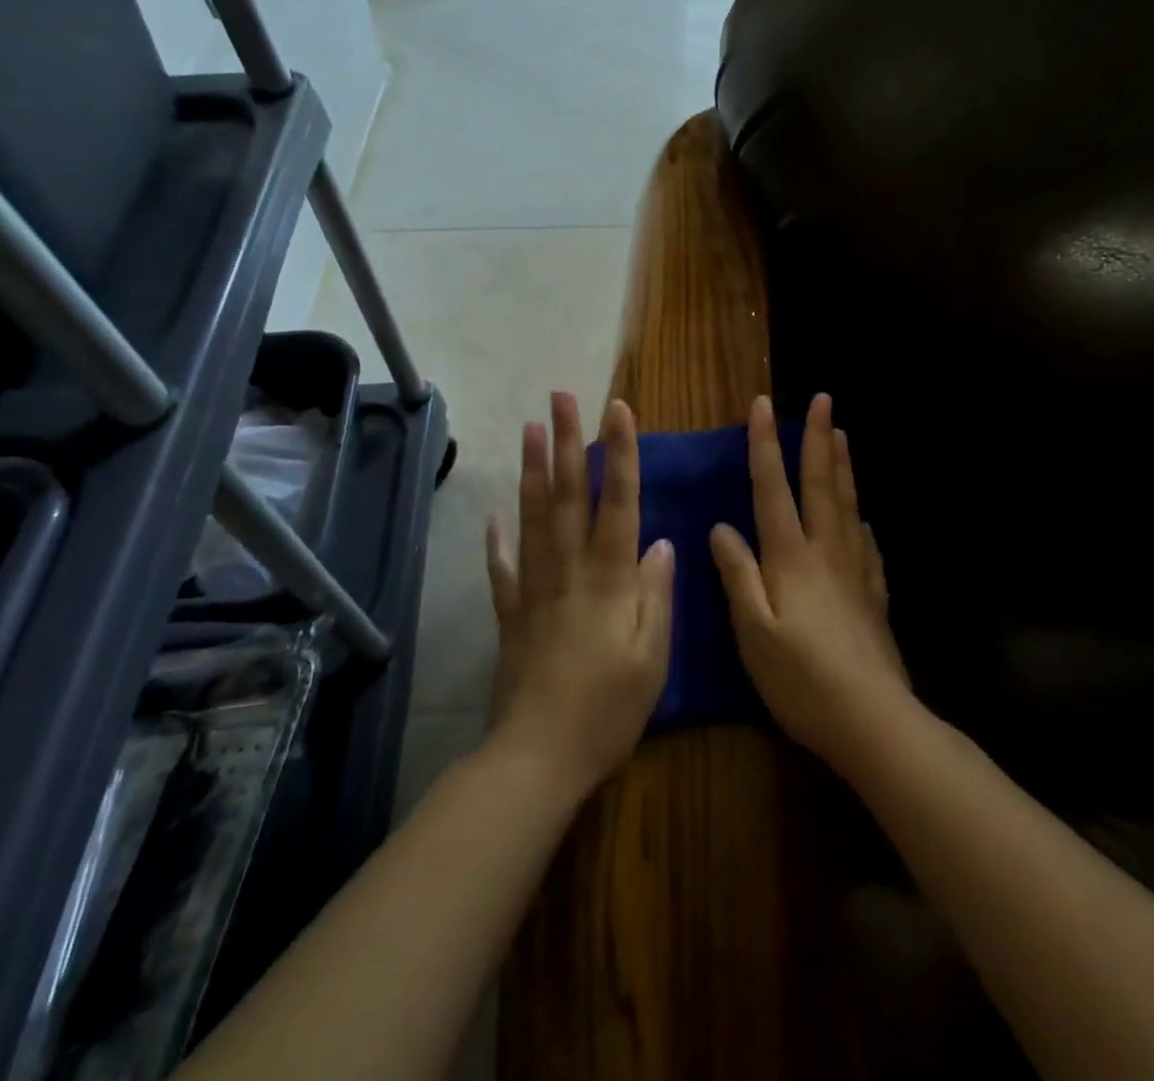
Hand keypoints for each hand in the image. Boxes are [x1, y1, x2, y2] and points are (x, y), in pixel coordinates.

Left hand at [485, 392, 674, 799]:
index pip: (618, 500)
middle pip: (568, 494)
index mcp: (609, 577)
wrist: (539, 756)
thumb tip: (661, 542)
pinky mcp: (511, 613)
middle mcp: (568, 569)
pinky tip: (492, 515)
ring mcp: (534, 587)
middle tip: (561, 397)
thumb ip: (656, 594)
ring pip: (532, 517)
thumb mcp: (652, 656)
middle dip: (566, 441)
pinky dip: (496, 540)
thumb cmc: (608, 709)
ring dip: (531, 470)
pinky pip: (502, 568)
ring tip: (529, 429)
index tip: (616, 409)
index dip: (619, 452)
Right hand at [711, 393, 909, 770]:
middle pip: (821, 484)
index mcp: (792, 557)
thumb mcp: (753, 630)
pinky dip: (861, 519)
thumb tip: (721, 526)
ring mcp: (856, 571)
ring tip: (844, 435)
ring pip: (848, 505)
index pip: (774, 488)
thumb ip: (738, 574)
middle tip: (824, 399)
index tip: (762, 405)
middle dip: (818, 439)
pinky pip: (867, 544)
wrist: (872, 720)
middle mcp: (827, 552)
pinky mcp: (874, 595)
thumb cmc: (801, 679)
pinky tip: (863, 517)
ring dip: (842, 466)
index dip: (765, 445)